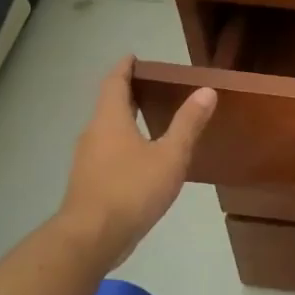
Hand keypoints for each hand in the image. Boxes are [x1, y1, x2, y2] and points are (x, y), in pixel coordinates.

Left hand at [55, 56, 215, 268]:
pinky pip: (108, 153)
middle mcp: (93, 134)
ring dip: (125, 121)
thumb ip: (188, 123)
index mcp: (110, 120)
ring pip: (107, 131)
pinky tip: (142, 159)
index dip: (124, 68)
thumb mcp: (170, 155)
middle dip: (127, 93)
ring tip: (151, 120)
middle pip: (108, 105)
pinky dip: (124, 145)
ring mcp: (88, 160)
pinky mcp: (89, 183)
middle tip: (151, 86)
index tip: (133, 57)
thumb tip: (206, 91)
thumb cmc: (132, 189)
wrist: (92, 237)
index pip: (114, 83)